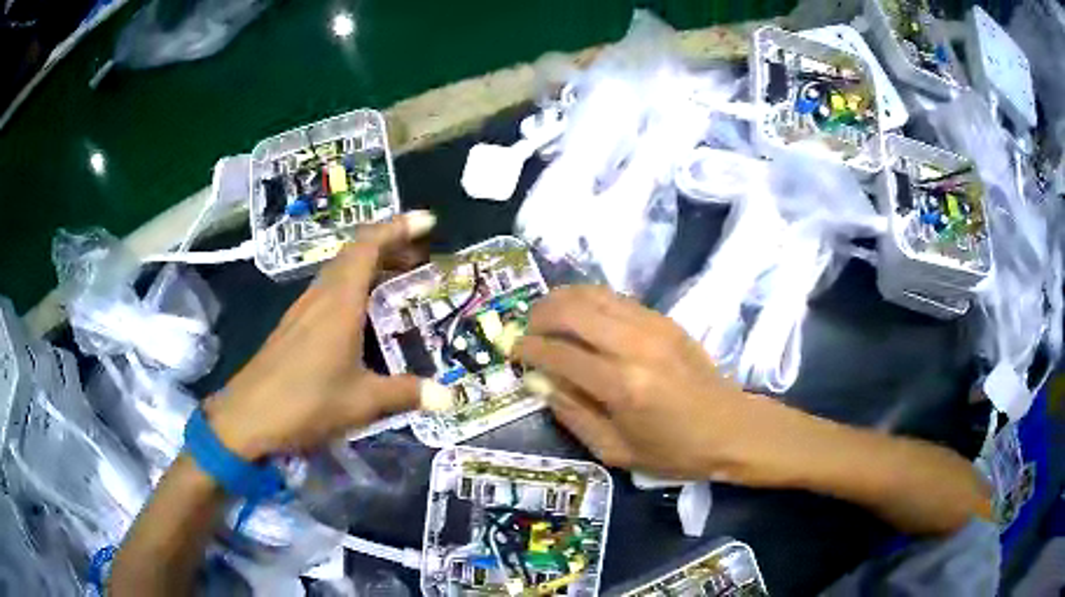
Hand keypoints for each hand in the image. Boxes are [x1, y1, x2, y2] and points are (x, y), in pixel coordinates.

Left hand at [205, 211, 450, 459]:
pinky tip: (364, 315)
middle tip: (423, 257)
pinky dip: (354, 287)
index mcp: (339, 302)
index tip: (428, 221)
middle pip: (355, 253)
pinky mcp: (294, 326)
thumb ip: (406, 394)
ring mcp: (303, 310)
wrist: (248, 418)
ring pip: (341, 271)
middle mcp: (320, 296)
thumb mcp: (362, 401)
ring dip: (371, 266)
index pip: (368, 245)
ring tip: (400, 280)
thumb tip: (450, 397)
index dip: (398, 227)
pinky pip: (329, 291)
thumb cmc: (306, 403)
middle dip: (391, 246)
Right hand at [514, 285, 800, 483]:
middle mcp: (634, 346)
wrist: (731, 428)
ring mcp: (652, 326)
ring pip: (592, 294)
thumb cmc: (674, 451)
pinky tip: (580, 316)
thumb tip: (539, 381)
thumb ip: (573, 414)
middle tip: (527, 330)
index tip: (513, 352)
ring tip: (547, 318)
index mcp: (622, 386)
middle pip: (571, 309)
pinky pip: (614, 297)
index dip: (528, 349)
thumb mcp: (615, 450)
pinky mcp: (663, 319)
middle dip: (539, 315)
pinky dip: (588, 300)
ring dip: (561, 300)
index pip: (559, 353)